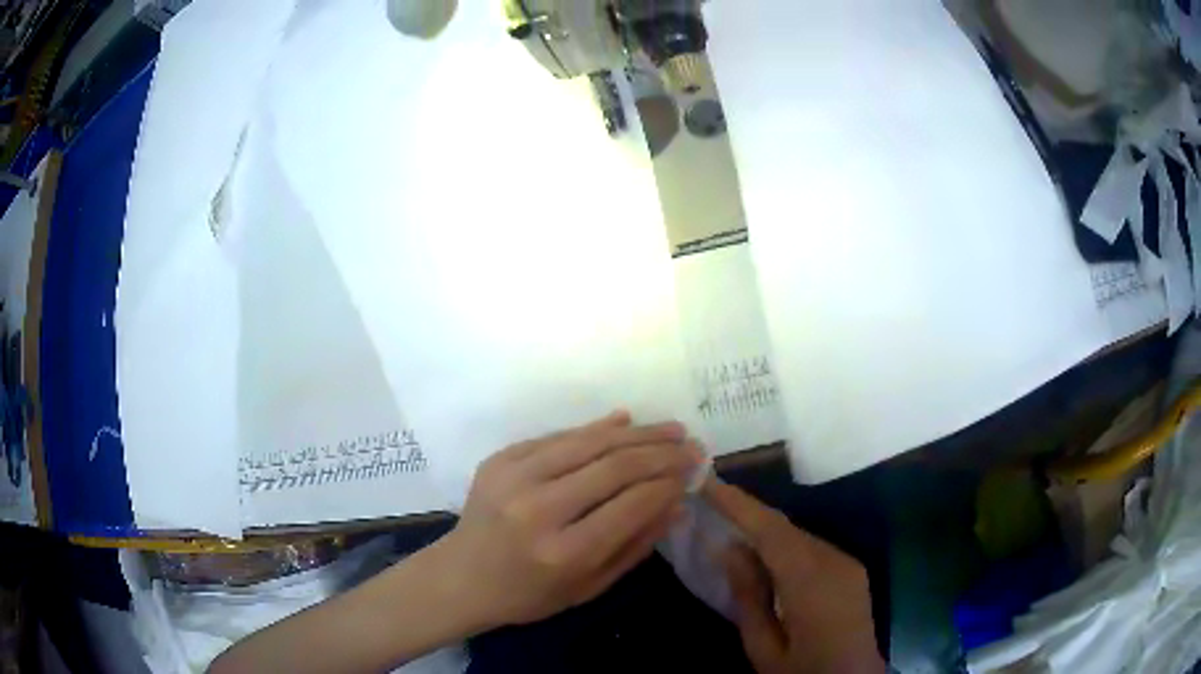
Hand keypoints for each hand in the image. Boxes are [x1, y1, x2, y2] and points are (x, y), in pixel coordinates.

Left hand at [432, 411, 704, 628]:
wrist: (461, 577)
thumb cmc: (529, 594)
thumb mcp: (589, 587)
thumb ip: (635, 546)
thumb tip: (678, 504)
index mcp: (563, 552)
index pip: (630, 505)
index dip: (668, 484)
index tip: (694, 473)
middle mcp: (538, 509)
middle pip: (614, 467)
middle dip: (662, 453)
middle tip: (693, 446)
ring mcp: (514, 478)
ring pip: (589, 442)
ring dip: (637, 432)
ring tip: (671, 428)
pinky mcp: (500, 459)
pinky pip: (558, 436)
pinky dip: (595, 428)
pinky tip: (625, 421)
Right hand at [705, 481, 884, 673]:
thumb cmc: (802, 671)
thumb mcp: (763, 647)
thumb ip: (748, 596)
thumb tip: (730, 548)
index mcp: (811, 584)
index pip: (772, 531)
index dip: (740, 504)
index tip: (708, 481)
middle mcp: (835, 562)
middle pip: (786, 528)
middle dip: (749, 512)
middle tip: (711, 500)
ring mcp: (848, 563)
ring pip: (799, 535)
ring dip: (766, 529)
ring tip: (731, 525)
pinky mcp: (852, 569)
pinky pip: (812, 547)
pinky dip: (784, 544)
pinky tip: (765, 555)